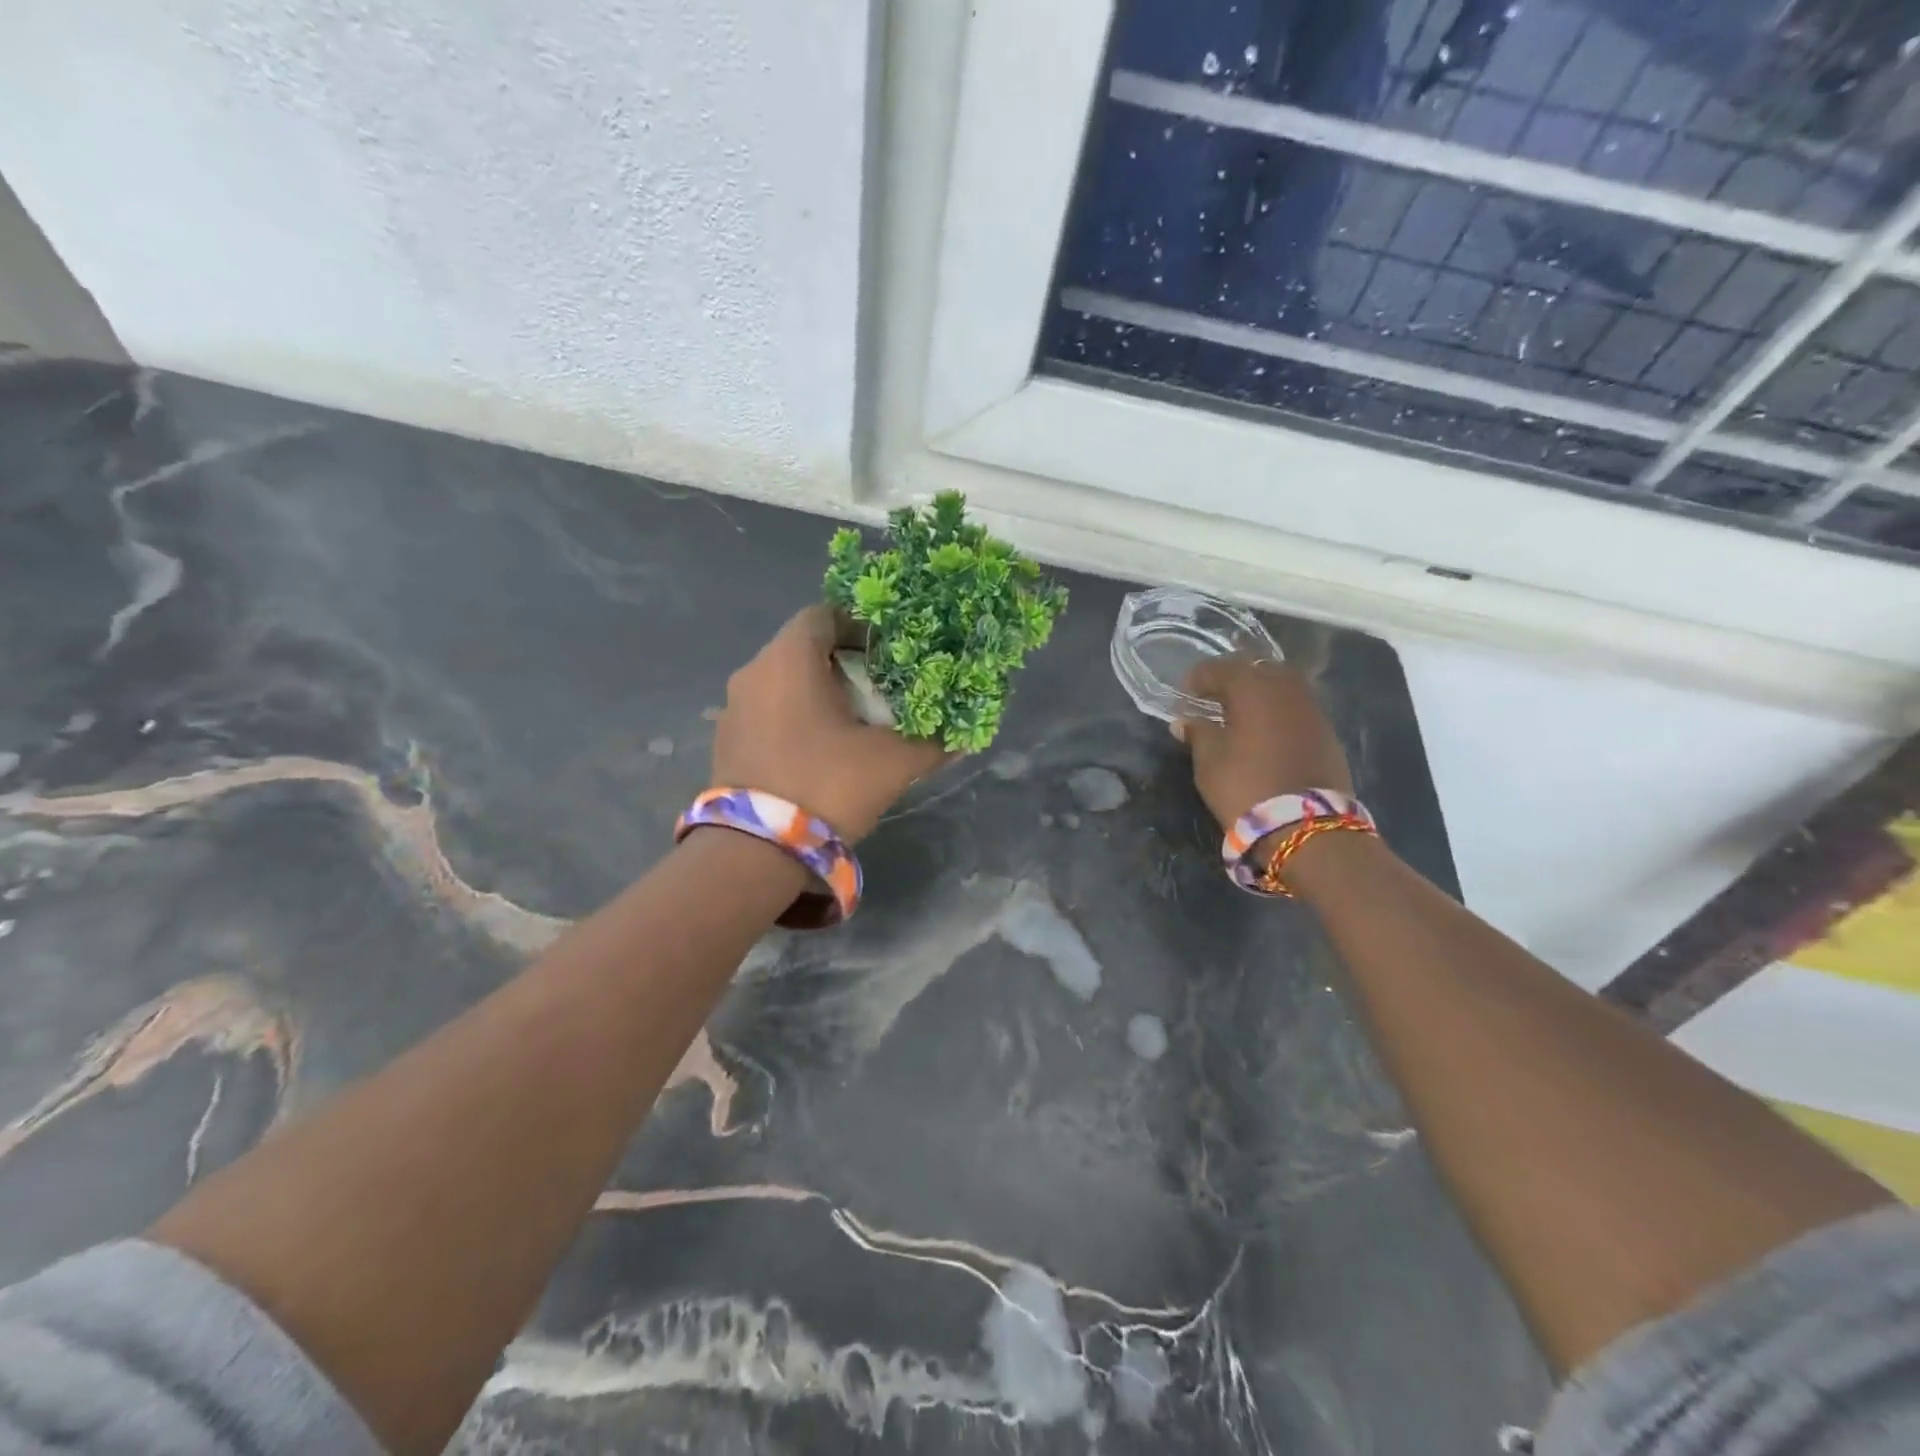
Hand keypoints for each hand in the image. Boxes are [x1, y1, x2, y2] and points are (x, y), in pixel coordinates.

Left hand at [711, 605, 948, 841]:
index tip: (888, 650)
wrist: (755, 852)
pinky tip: (818, 748)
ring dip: (816, 691)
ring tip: (851, 719)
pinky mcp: (726, 740)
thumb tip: (962, 737)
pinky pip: (766, 711)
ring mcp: (733, 707)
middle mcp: (754, 672)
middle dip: (843, 661)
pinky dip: (793, 716)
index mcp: (789, 659)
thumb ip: (932, 744)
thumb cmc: (827, 786)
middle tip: (879, 686)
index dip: (859, 625)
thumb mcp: (892, 764)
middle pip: (803, 648)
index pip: (824, 613)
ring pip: (782, 681)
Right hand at [1175, 658, 1352, 830]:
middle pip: (1257, 669)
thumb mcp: (1210, 762)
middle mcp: (1286, 689)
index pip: (1221, 669)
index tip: (1185, 692)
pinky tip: (1266, 729)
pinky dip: (1278, 710)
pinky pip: (1297, 706)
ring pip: (1282, 685)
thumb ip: (1198, 734)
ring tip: (1240, 712)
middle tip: (1214, 696)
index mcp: (1253, 689)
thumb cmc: (1246, 787)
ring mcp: (1312, 709)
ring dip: (1259, 692)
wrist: (1307, 825)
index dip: (1200, 678)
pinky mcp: (1327, 731)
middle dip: (1233, 678)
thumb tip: (1185, 721)